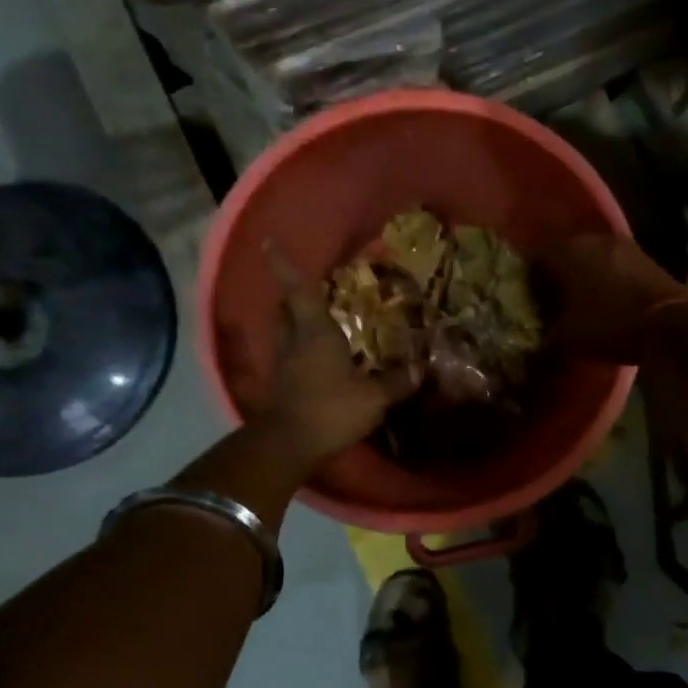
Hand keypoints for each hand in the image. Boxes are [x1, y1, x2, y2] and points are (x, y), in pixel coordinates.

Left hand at [256, 244, 417, 462]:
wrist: (288, 446)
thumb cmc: (330, 410)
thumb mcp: (373, 398)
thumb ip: (396, 382)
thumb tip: (419, 369)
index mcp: (314, 333)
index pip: (298, 291)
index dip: (283, 265)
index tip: (268, 242)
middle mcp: (294, 341)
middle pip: (285, 309)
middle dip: (291, 295)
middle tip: (306, 289)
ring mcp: (283, 363)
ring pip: (283, 331)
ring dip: (292, 321)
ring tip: (313, 319)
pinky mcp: (281, 384)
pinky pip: (288, 354)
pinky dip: (298, 348)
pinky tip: (315, 356)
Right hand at [541, 233, 687, 363]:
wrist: (672, 324)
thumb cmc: (612, 324)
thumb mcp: (569, 337)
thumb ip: (547, 333)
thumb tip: (537, 336)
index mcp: (569, 250)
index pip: (536, 254)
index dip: (528, 275)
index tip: (526, 295)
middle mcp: (594, 238)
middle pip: (564, 251)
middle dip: (556, 273)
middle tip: (550, 298)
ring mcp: (623, 245)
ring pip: (591, 255)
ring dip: (583, 273)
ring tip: (578, 299)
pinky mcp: (645, 256)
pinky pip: (613, 262)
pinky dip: (605, 276)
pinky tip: (605, 297)